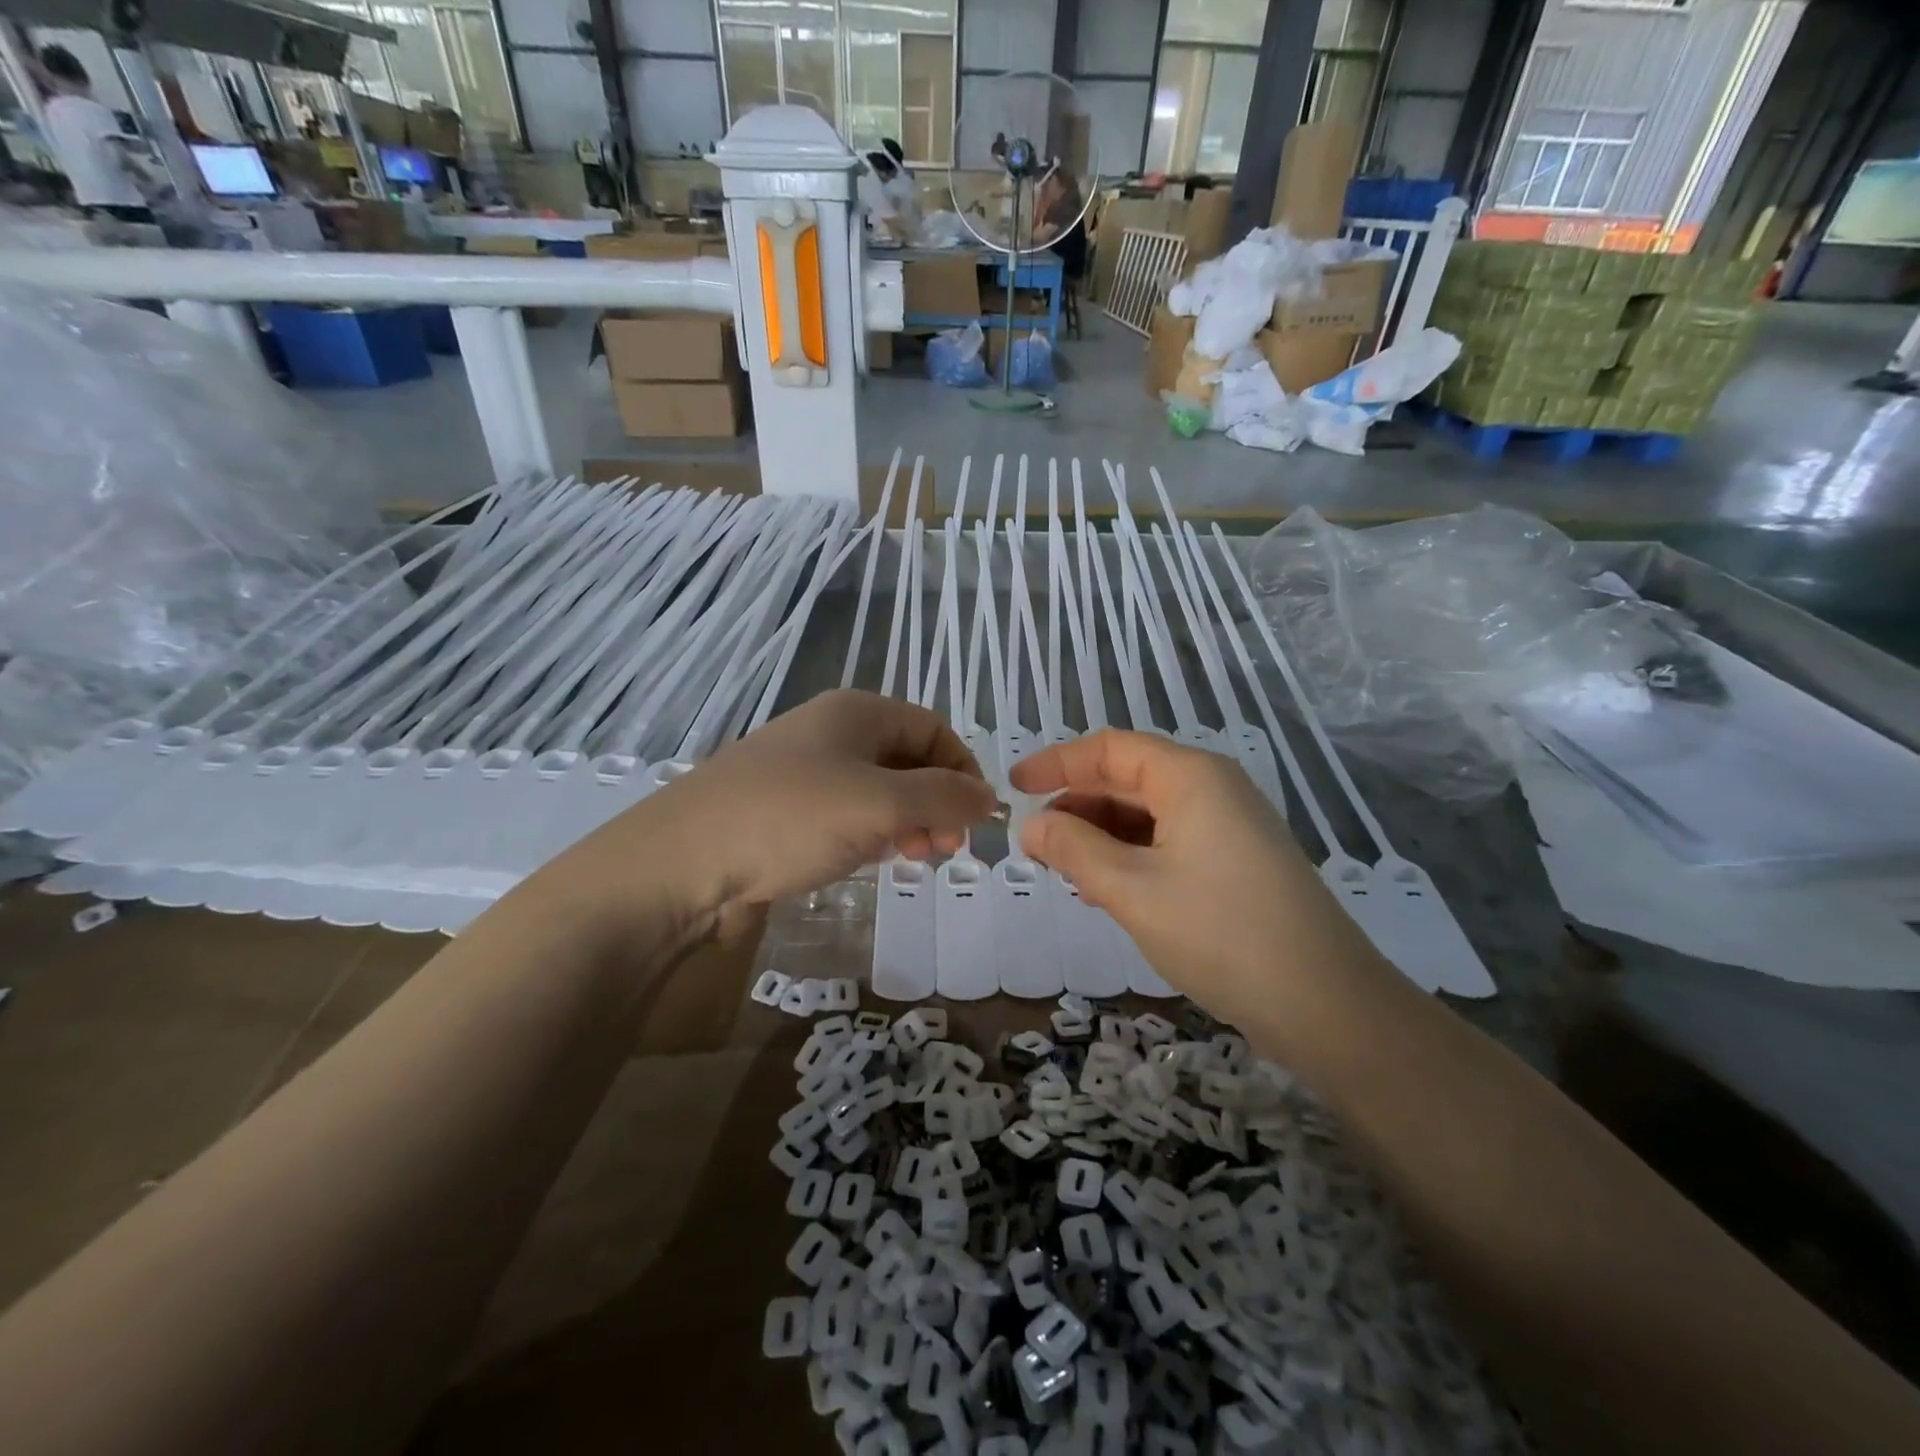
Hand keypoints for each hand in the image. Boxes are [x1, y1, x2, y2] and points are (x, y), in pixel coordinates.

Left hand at [555, 690, 995, 935]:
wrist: (682, 860)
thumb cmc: (791, 818)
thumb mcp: (881, 804)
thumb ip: (944, 798)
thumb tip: (990, 798)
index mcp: (858, 712)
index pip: (935, 730)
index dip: (964, 770)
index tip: (976, 820)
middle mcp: (833, 732)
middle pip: (908, 759)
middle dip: (937, 802)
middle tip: (944, 849)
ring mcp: (805, 770)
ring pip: (878, 789)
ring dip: (907, 821)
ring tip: (913, 858)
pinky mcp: (784, 809)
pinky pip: (846, 812)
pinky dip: (870, 832)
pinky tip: (869, 859)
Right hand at [1011, 729, 1375, 1026]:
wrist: (1327, 1006)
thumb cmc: (1220, 933)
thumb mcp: (1132, 889)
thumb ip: (1074, 849)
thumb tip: (1031, 824)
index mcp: (1190, 777)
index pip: (1109, 749)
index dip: (1057, 763)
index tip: (1014, 787)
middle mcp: (1212, 789)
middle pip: (1128, 779)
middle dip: (1077, 806)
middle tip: (1034, 844)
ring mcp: (1229, 826)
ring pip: (1148, 815)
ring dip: (1101, 837)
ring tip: (1065, 873)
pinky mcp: (1236, 863)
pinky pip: (1170, 842)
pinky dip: (1131, 858)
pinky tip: (1107, 891)